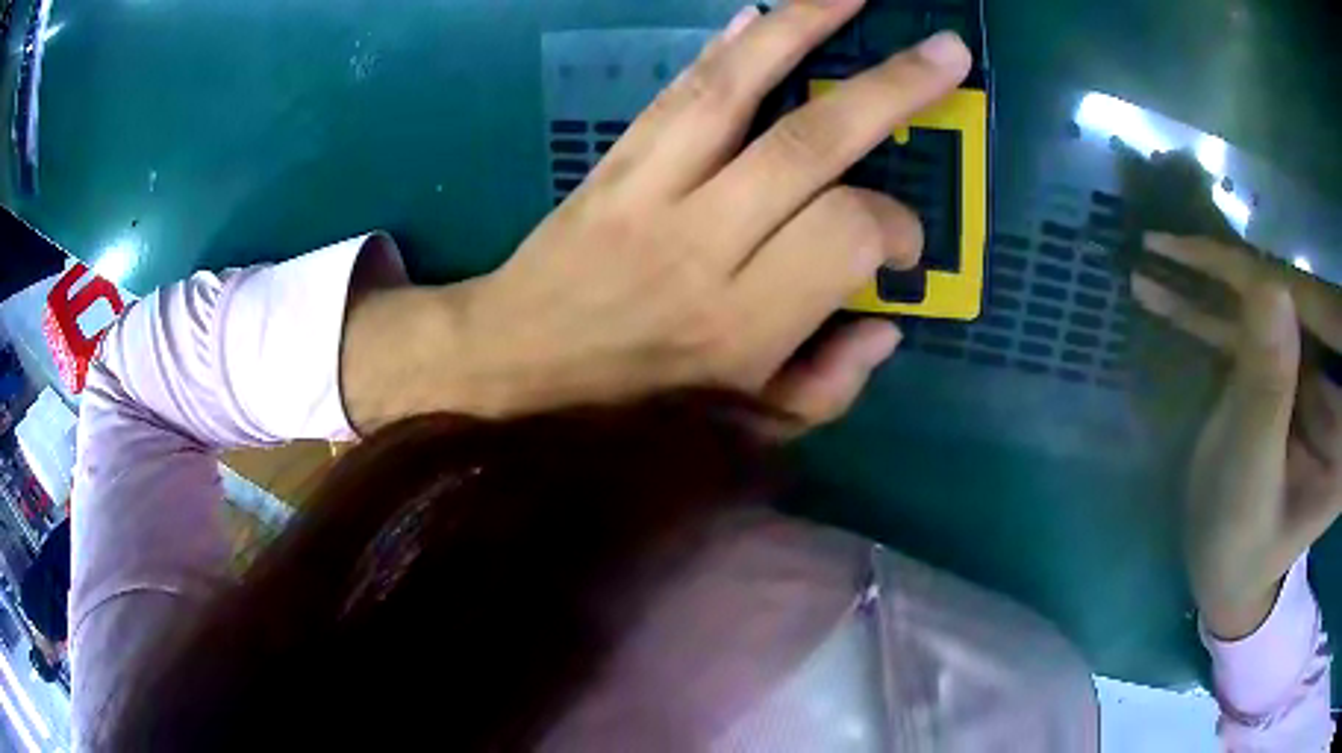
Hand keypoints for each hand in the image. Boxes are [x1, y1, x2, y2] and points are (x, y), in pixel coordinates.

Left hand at [363, 2, 969, 432]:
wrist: (517, 361)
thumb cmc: (633, 403)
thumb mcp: (742, 427)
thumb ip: (827, 385)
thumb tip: (889, 325)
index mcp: (741, 321)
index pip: (846, 236)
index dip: (895, 228)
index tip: (904, 244)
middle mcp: (702, 243)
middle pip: (811, 145)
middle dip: (891, 90)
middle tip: (948, 53)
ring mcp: (651, 190)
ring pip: (736, 91)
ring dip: (801, 29)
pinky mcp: (616, 161)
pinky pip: (678, 91)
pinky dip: (725, 47)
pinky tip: (762, 13)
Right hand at [1133, 233, 1341, 638]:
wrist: (1228, 567)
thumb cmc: (1241, 548)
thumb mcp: (1253, 480)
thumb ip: (1268, 390)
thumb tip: (1269, 286)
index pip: (1325, 324)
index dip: (1280, 287)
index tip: (1222, 264)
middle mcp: (1338, 381)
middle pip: (1300, 301)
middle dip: (1241, 273)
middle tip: (1174, 250)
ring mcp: (1315, 368)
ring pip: (1274, 300)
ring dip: (1219, 280)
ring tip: (1160, 255)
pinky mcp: (1291, 363)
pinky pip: (1257, 319)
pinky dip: (1214, 301)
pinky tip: (1170, 280)